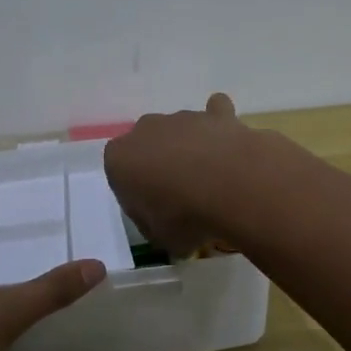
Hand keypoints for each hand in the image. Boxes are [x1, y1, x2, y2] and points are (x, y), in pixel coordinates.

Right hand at [104, 93, 249, 255]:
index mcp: (120, 158)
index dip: (135, 192)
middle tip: (181, 195)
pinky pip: (215, 112)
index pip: (119, 172)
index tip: (153, 210)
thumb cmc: (184, 216)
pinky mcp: (216, 114)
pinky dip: (219, 124)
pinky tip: (228, 144)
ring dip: (190, 149)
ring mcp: (182, 118)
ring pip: (180, 131)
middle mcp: (145, 130)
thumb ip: (154, 224)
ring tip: (212, 181)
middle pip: (148, 146)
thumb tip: (165, 222)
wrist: (231, 186)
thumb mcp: (159, 238)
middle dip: (160, 164)